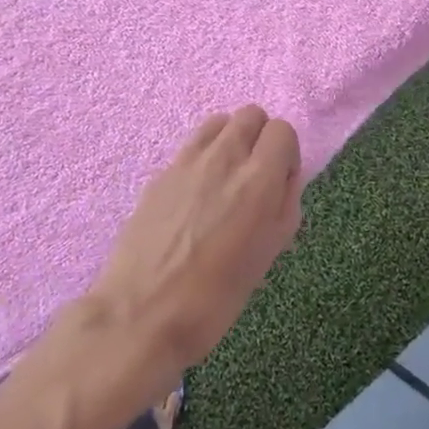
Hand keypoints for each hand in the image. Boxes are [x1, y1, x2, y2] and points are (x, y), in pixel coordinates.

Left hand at [85, 106, 302, 398]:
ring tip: (225, 179)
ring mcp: (187, 161)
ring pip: (218, 122)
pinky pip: (191, 146)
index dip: (286, 154)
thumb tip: (283, 178)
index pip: (283, 130)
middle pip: (251, 114)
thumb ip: (284, 205)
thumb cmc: (216, 297)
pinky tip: (195, 195)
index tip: (279, 183)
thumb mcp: (268, 254)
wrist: (141, 313)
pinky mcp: (160, 172)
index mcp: (258, 179)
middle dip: (259, 138)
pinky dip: (203, 157)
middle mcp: (224, 157)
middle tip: (254, 177)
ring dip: (230, 140)